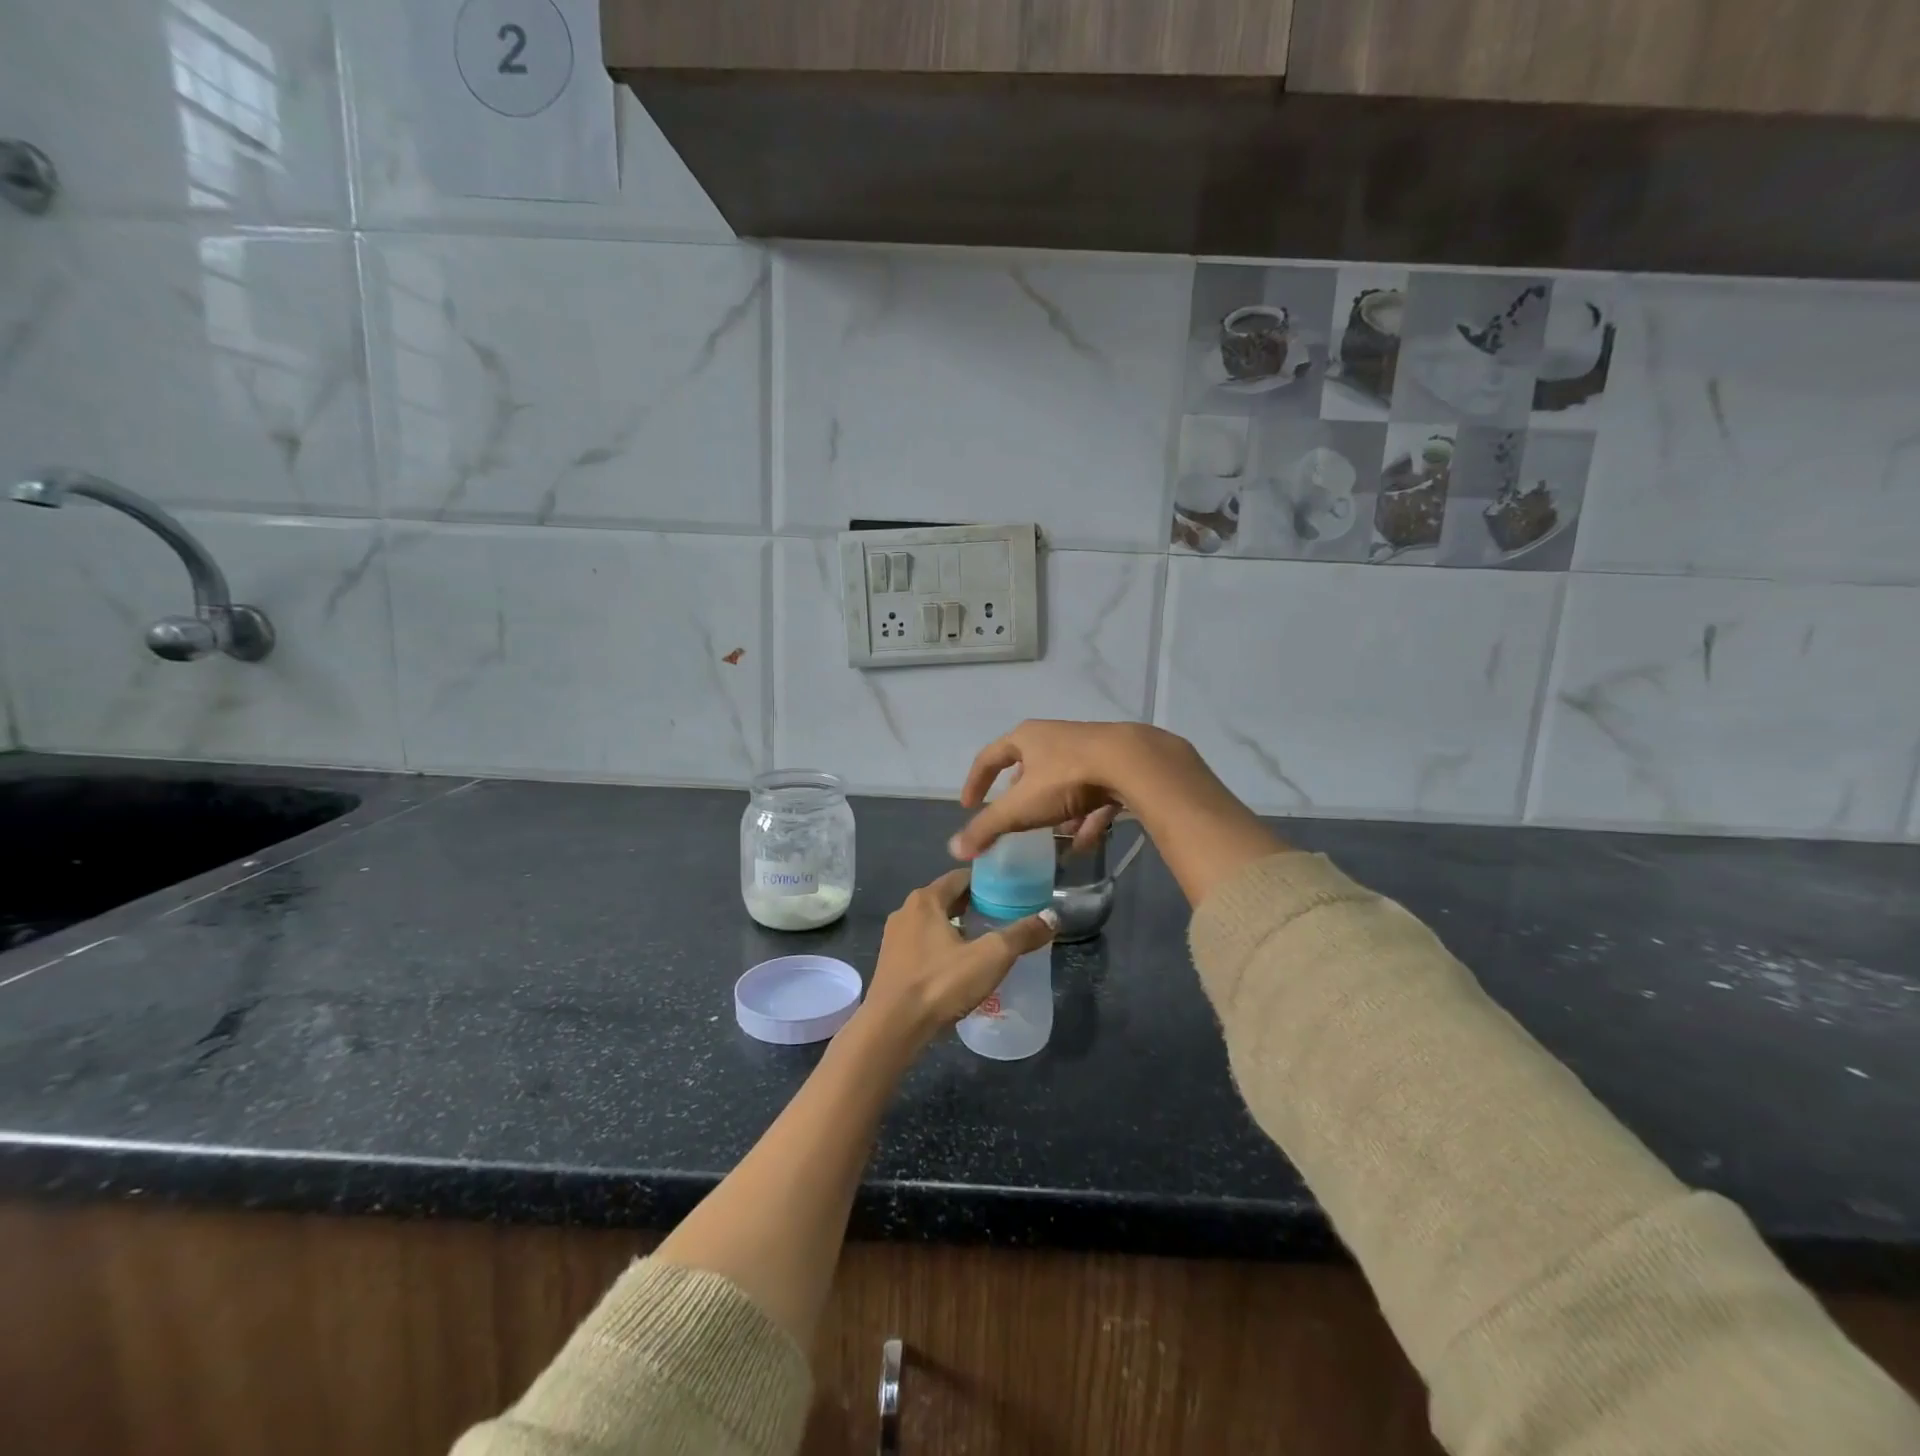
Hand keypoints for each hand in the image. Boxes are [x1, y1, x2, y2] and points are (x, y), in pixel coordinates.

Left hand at [862, 869, 1055, 1046]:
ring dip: (958, 927)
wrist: (892, 1028)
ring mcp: (894, 938)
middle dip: (975, 905)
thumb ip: (1022, 935)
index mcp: (926, 900)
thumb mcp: (990, 957)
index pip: (961, 877)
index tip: (1012, 890)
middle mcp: (906, 911)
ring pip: (934, 923)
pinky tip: (960, 966)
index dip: (987, 881)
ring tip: (986, 941)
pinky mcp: (892, 964)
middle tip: (1005, 915)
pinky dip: (943, 947)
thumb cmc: (940, 983)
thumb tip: (1053, 916)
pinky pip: (923, 945)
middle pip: (947, 899)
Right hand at [950, 720, 1191, 859]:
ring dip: (1055, 809)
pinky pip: (1093, 795)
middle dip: (1020, 794)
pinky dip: (1085, 818)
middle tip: (1014, 817)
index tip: (968, 805)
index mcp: (1027, 738)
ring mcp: (1088, 749)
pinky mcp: (1116, 765)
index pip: (989, 757)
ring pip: (1063, 781)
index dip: (976, 781)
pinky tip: (1084, 843)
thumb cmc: (1067, 778)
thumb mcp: (1022, 807)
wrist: (1132, 763)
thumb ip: (988, 828)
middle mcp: (1055, 737)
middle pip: (1029, 766)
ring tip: (1053, 835)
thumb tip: (954, 849)